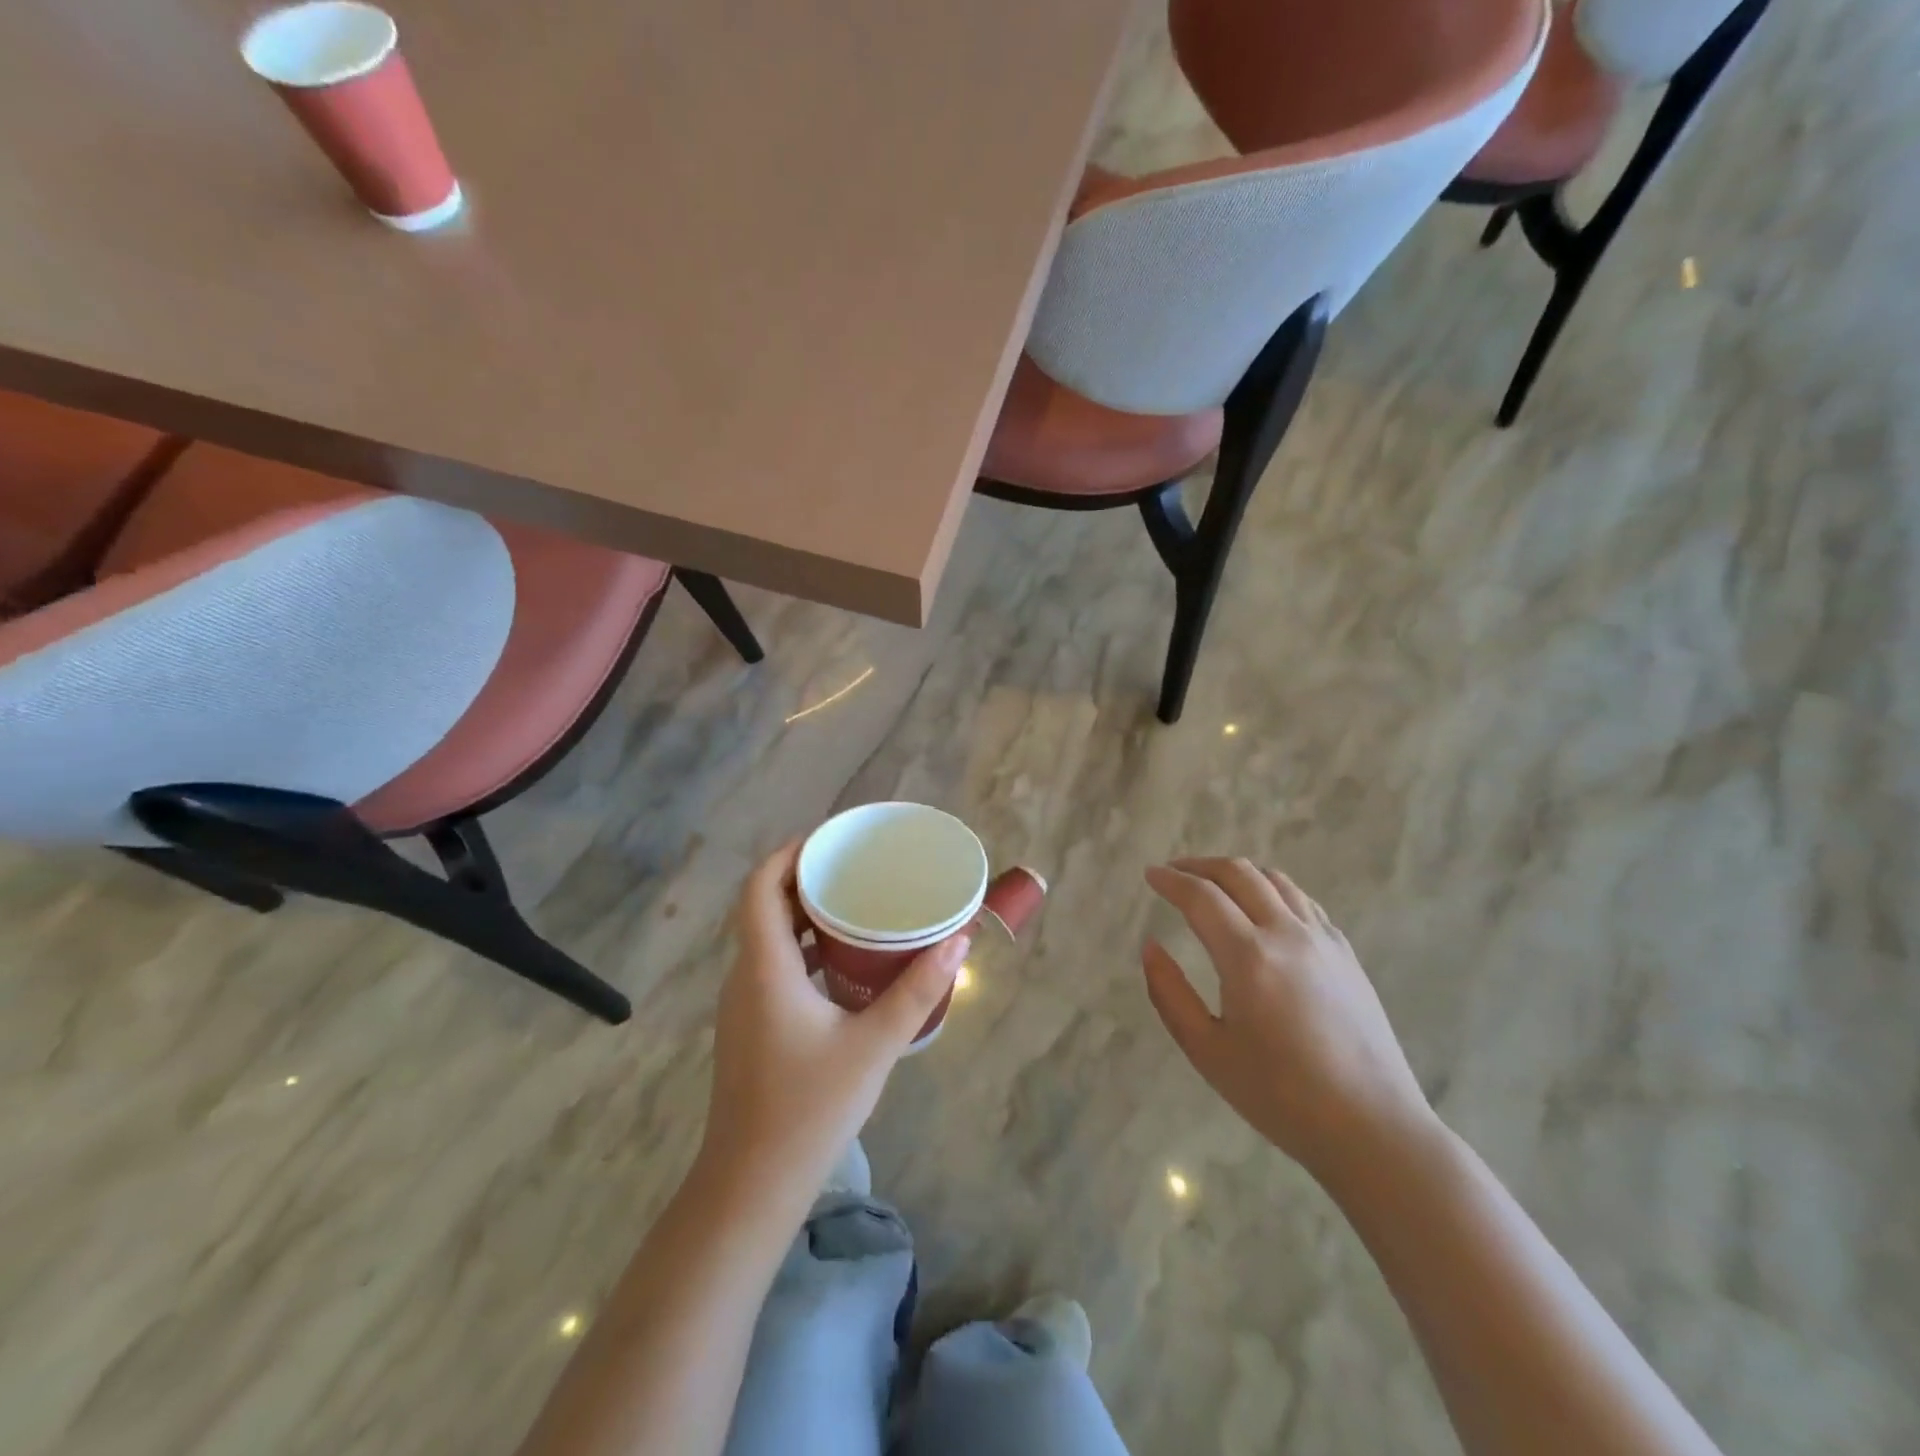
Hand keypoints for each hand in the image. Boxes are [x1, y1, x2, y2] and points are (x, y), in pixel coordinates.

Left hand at [696, 840, 967, 1207]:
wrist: (752, 1185)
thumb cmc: (809, 1108)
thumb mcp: (873, 1045)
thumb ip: (917, 990)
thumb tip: (958, 939)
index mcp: (765, 967)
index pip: (760, 886)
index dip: (789, 853)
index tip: (830, 839)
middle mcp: (745, 976)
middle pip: (764, 906)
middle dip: (804, 878)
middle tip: (854, 867)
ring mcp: (743, 1004)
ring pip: (768, 937)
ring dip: (803, 914)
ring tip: (854, 904)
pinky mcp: (750, 1027)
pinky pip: (772, 965)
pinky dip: (802, 947)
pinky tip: (841, 962)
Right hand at [1142, 858, 1434, 1181]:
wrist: (1372, 1129)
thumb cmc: (1280, 1097)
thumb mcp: (1207, 1052)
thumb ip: (1169, 994)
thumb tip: (1150, 948)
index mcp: (1248, 957)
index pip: (1201, 897)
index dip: (1170, 880)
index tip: (1149, 874)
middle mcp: (1287, 934)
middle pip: (1238, 874)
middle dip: (1199, 865)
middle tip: (1174, 873)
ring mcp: (1323, 941)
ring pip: (1275, 880)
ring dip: (1237, 873)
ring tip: (1214, 885)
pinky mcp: (1346, 955)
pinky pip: (1303, 902)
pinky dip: (1272, 890)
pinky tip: (1263, 910)